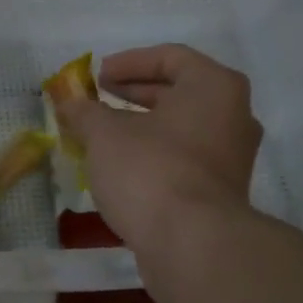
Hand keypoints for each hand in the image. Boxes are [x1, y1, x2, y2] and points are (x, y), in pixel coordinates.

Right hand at [54, 44, 261, 262]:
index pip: (170, 57)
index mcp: (213, 87)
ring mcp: (231, 156)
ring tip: (101, 135)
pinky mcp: (222, 191)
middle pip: (178, 92)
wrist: (192, 245)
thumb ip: (85, 112)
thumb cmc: (150, 171)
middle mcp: (233, 115)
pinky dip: (153, 154)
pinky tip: (121, 168)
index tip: (98, 77)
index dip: (129, 62)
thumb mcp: (105, 135)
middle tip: (98, 100)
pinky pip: (184, 158)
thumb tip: (69, 102)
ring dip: (140, 127)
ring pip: (180, 128)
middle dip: (133, 94)